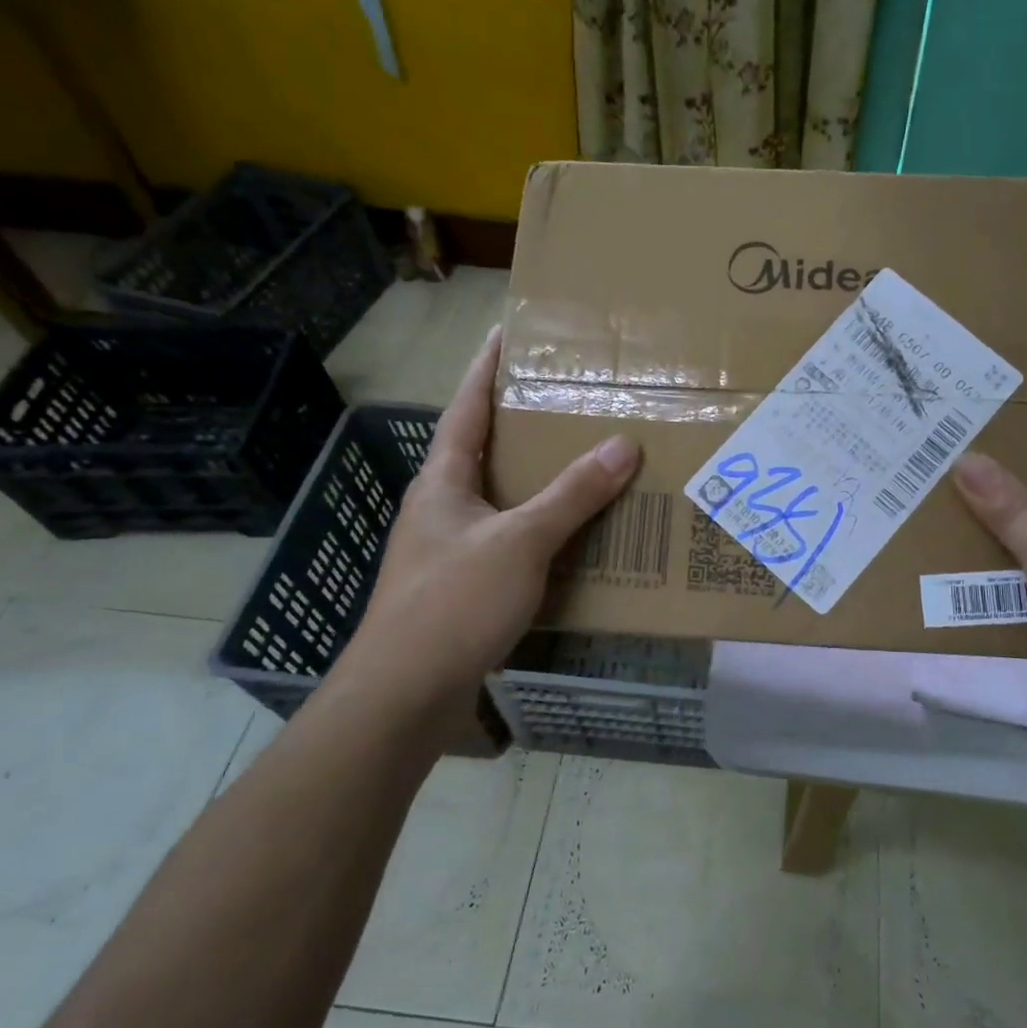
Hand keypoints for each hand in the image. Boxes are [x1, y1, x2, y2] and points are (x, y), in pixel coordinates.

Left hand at [336, 327, 640, 727]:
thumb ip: (572, 494)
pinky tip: (573, 533)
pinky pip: (509, 536)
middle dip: (523, 420)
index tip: (510, 331)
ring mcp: (448, 546)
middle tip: (570, 396)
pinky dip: (540, 524)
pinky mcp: (462, 583)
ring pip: (500, 495)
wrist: (402, 696)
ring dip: (536, 476)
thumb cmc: (452, 604)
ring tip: (583, 457)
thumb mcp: (520, 542)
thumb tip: (623, 443)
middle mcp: (441, 505)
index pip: (466, 407)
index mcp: (443, 480)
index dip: (487, 367)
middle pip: (485, 448)